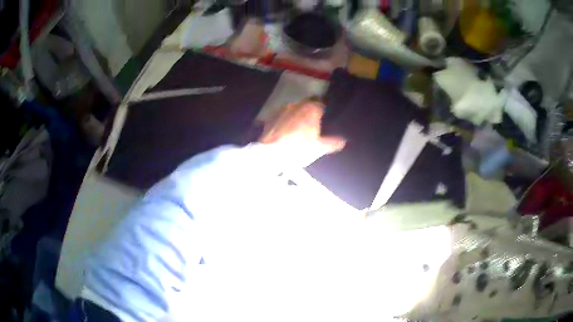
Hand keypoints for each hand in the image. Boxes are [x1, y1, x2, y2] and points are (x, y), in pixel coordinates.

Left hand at [259, 100, 345, 167]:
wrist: (271, 154)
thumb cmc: (299, 149)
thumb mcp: (319, 148)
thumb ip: (332, 142)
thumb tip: (343, 141)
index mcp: (311, 109)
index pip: (321, 105)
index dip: (322, 112)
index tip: (324, 119)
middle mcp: (297, 105)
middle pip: (306, 105)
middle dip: (309, 112)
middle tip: (312, 124)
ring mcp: (282, 110)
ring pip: (293, 109)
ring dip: (296, 115)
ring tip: (298, 128)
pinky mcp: (271, 117)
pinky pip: (282, 116)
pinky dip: (285, 121)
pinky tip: (285, 131)